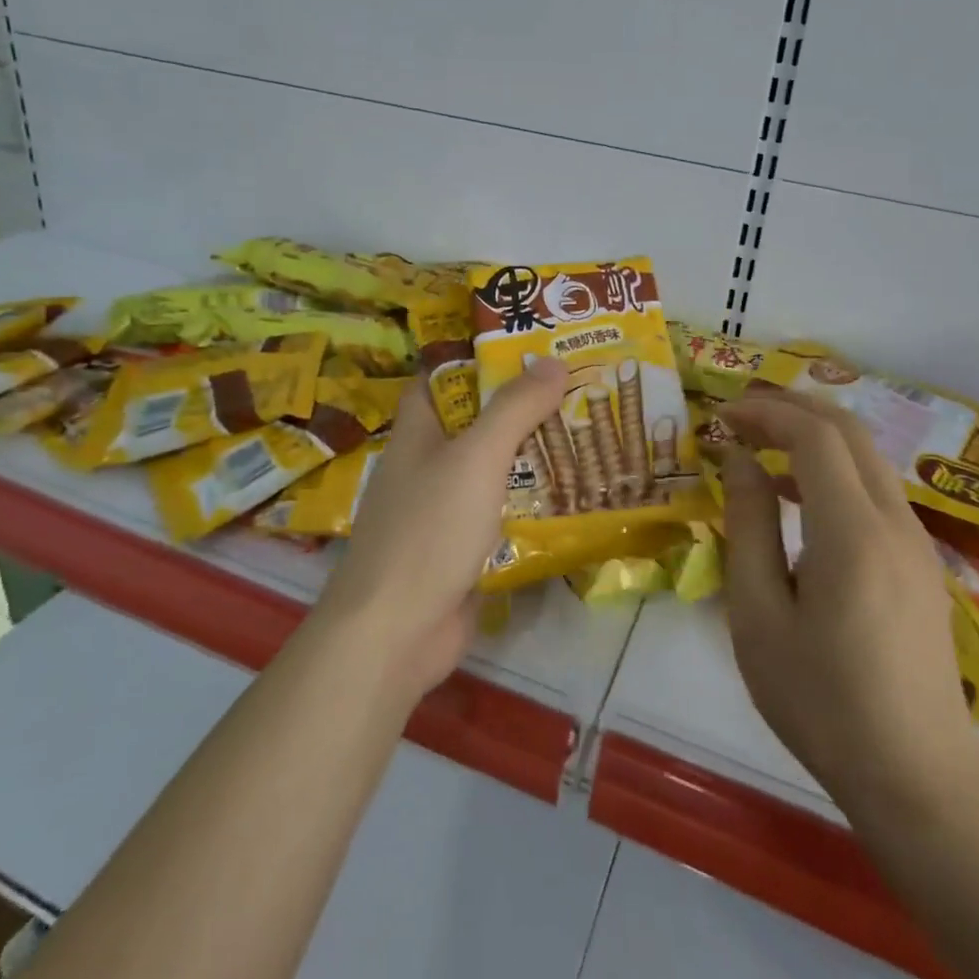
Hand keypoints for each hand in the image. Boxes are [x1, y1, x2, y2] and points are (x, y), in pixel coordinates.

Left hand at [316, 359, 567, 697]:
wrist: (394, 633)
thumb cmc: (428, 529)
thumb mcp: (476, 457)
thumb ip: (515, 409)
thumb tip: (553, 361)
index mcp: (417, 433)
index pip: (437, 379)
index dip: (471, 358)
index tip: (521, 344)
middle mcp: (425, 466)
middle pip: (473, 424)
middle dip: (517, 406)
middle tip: (573, 386)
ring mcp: (441, 512)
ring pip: (490, 471)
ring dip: (529, 456)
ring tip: (584, 433)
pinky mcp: (459, 551)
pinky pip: (499, 514)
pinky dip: (528, 503)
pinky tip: (570, 496)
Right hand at [721, 389, 978, 814]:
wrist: (917, 776)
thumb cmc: (821, 699)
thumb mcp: (759, 615)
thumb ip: (748, 526)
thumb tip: (741, 460)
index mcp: (852, 532)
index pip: (814, 435)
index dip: (766, 412)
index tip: (722, 417)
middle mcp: (894, 521)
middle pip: (849, 430)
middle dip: (792, 408)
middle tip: (741, 416)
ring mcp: (916, 541)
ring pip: (867, 456)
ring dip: (815, 435)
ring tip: (762, 448)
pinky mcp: (921, 562)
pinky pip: (876, 489)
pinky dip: (835, 469)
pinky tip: (800, 499)